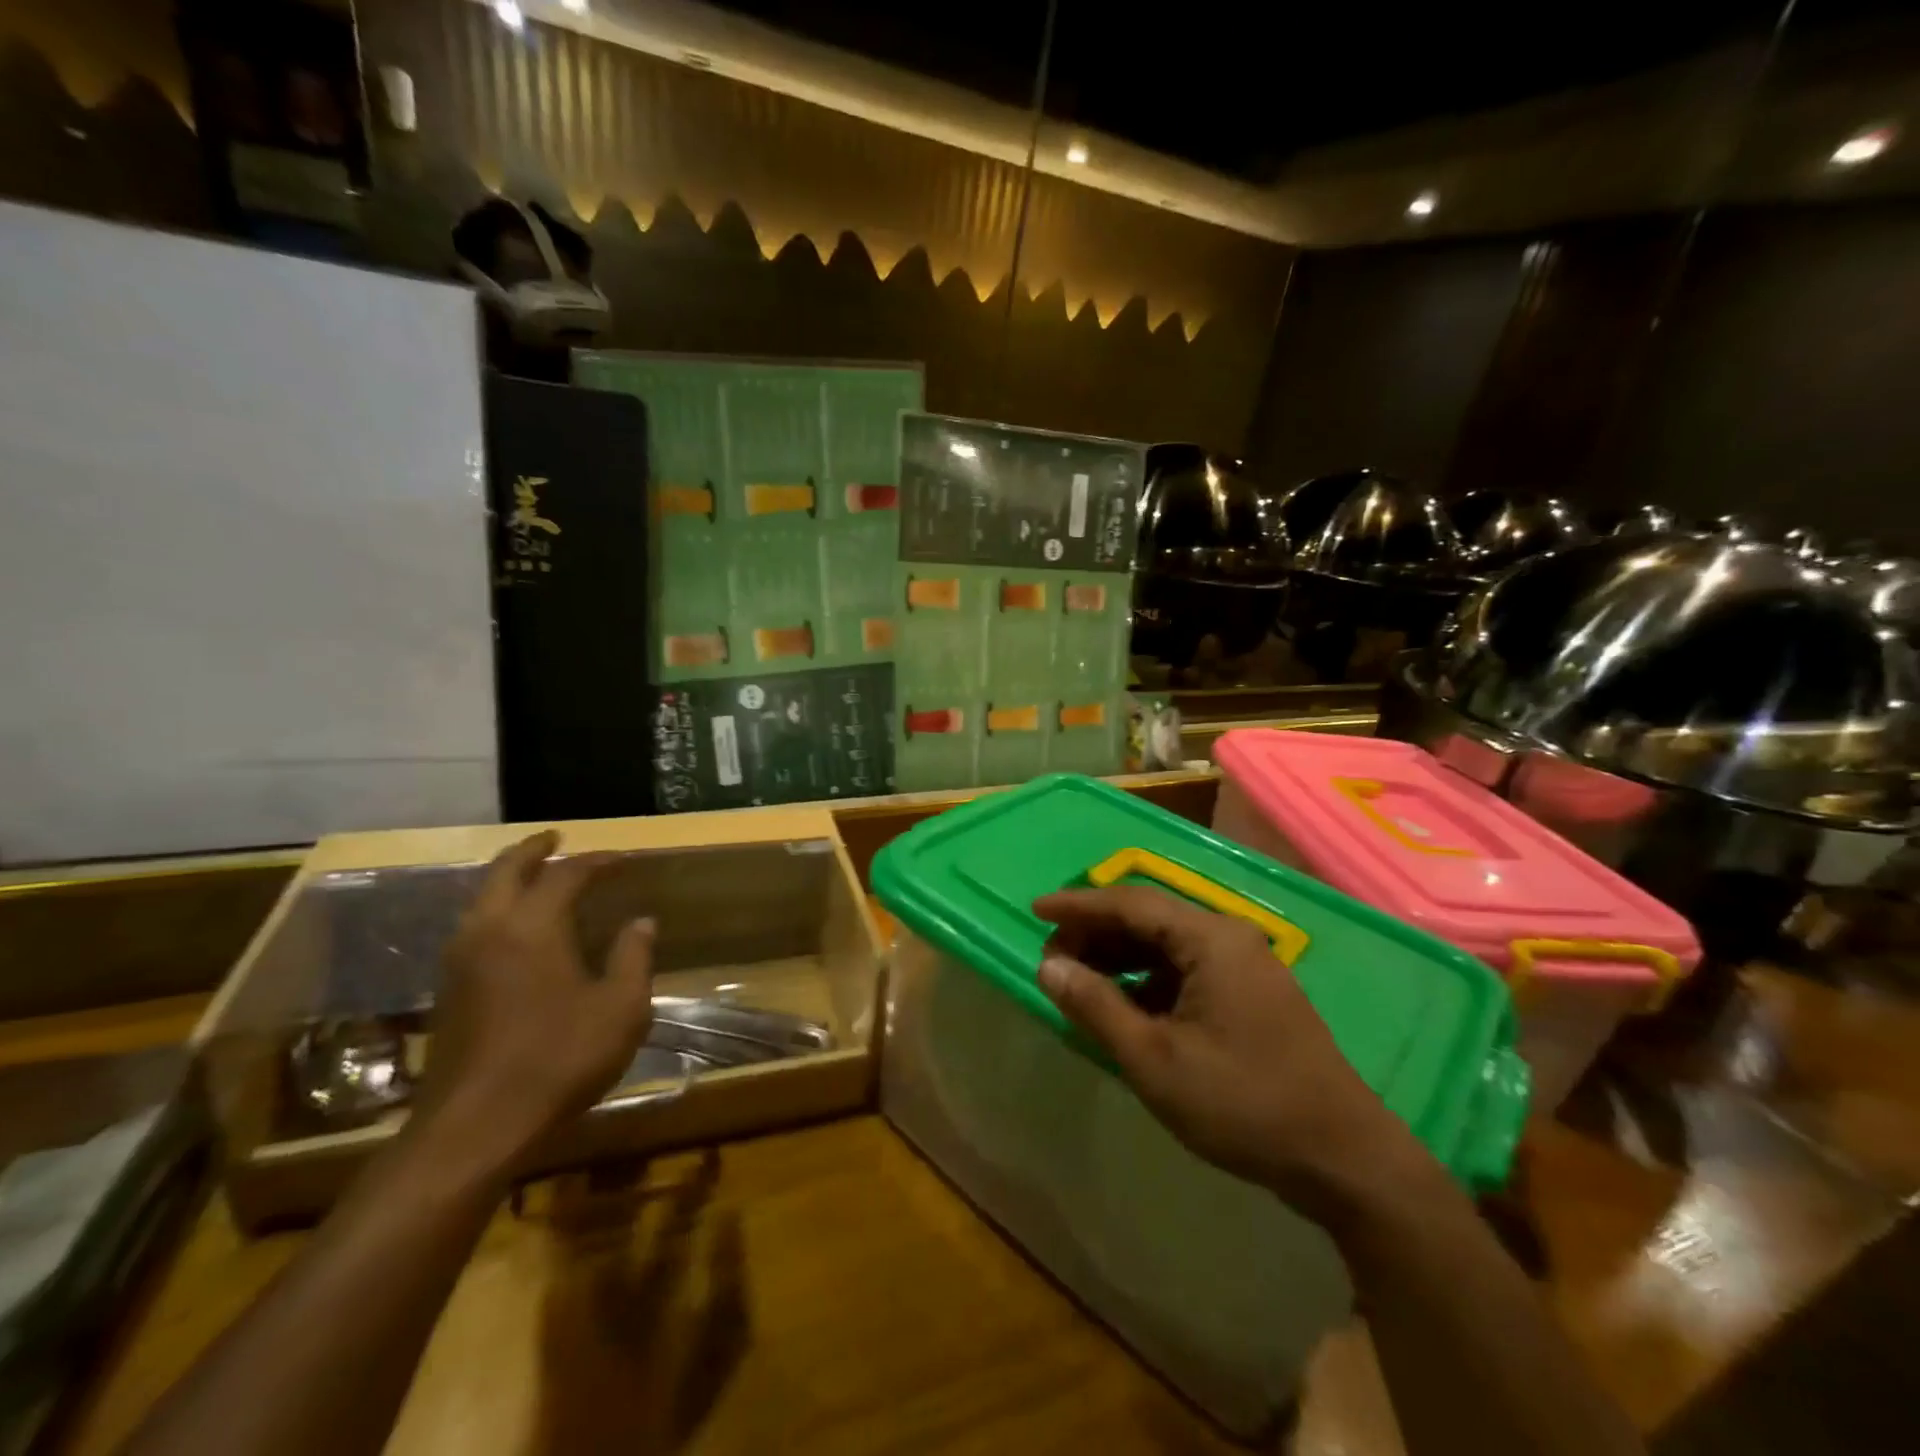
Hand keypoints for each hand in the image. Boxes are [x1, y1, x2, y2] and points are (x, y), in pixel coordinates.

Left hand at [413, 831, 656, 1174]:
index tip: (623, 859)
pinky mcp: (449, 990)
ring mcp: (460, 961)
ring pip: (482, 899)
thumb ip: (634, 957)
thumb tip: (642, 922)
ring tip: (539, 877)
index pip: (566, 874)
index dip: (597, 861)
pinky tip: (520, 929)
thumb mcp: (621, 1008)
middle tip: (556, 838)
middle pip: (506, 871)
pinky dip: (499, 908)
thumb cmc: (559, 1059)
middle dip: (533, 849)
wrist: (474, 1128)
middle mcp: (489, 930)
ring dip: (511, 878)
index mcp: (532, 926)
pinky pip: (475, 926)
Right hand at [1033, 886, 1431, 1228]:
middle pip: (1149, 918)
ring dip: (1120, 957)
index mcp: (1210, 939)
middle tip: (1053, 957)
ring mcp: (1246, 965)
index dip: (1078, 905)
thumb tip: (1048, 966)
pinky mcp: (1251, 994)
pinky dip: (1148, 979)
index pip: (1130, 903)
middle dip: (1096, 933)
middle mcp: (1229, 937)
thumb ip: (1097, 1006)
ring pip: (1167, 945)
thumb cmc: (1242, 1104)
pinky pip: (1187, 969)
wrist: (1343, 1160)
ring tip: (1079, 981)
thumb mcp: (1155, 1060)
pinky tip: (1125, 1006)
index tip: (1034, 910)